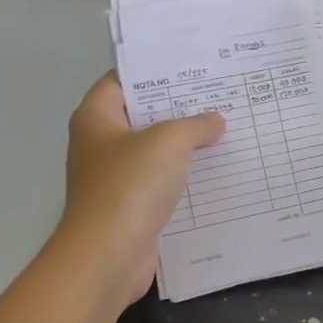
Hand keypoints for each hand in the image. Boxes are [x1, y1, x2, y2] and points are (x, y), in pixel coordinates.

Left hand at [56, 72, 224, 307]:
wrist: (107, 256)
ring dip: (186, 144)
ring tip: (225, 129)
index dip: (153, 71)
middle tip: (218, 95)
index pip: (122, 80)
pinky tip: (216, 171)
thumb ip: (195, 125)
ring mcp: (115, 177)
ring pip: (155, 151)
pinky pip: (162, 182)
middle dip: (179, 107)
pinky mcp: (131, 206)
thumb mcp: (168, 142)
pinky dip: (185, 176)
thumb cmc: (129, 187)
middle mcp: (101, 144)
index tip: (190, 66)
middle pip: (142, 115)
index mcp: (97, 118)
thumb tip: (215, 121)